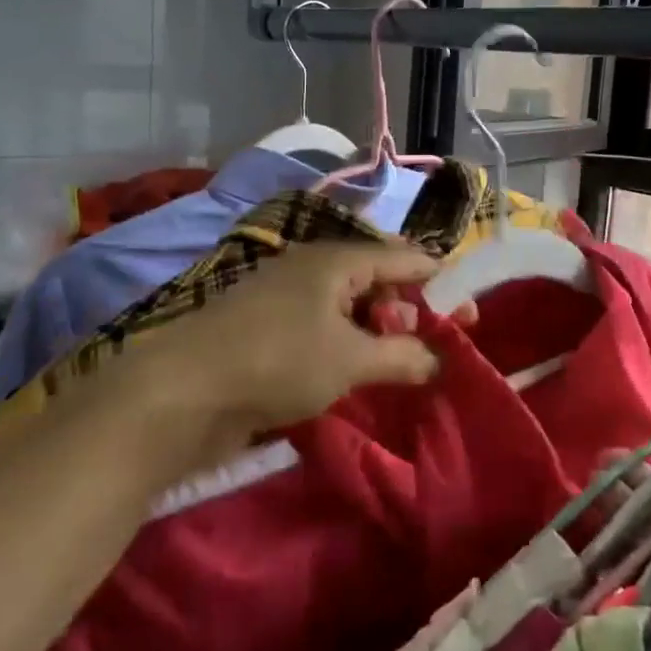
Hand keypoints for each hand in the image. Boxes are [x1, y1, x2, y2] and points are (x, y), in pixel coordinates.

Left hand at [90, 241, 449, 491]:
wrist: (183, 392)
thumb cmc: (278, 360)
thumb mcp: (351, 359)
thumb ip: (402, 356)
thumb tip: (438, 361)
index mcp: (335, 259)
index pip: (401, 258)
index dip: (437, 280)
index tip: (467, 305)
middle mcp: (312, 271)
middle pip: (375, 281)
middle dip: (409, 311)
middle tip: (439, 343)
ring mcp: (287, 302)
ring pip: (349, 309)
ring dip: (378, 333)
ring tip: (403, 363)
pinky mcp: (269, 334)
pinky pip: (324, 332)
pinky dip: (349, 348)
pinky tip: (361, 373)